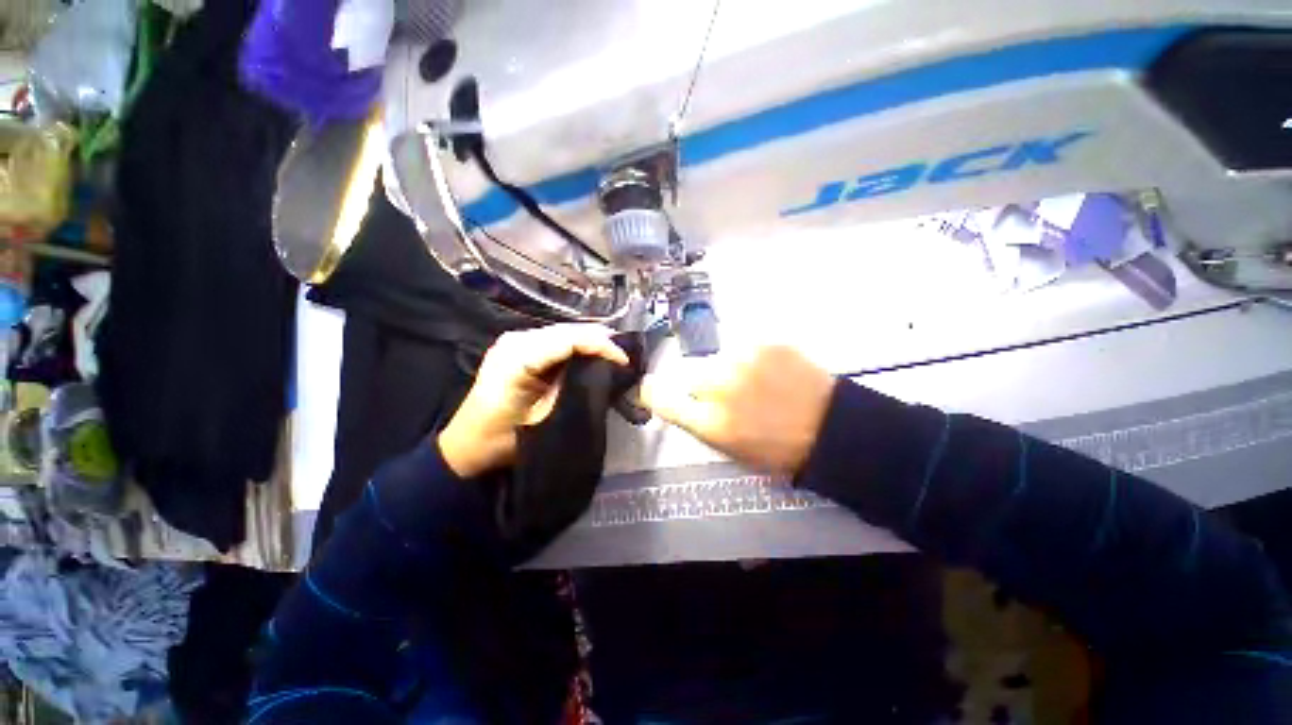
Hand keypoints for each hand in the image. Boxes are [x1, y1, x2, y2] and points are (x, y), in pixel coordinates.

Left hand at [438, 325, 627, 477]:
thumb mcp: (545, 418)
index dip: (600, 345)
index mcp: (518, 358)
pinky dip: (575, 345)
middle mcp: (515, 340)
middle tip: (624, 354)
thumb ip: (574, 391)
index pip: (568, 340)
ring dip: (589, 340)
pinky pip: (553, 340)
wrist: (468, 444)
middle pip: (566, 331)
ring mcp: (514, 340)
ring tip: (614, 351)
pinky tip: (591, 352)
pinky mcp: (516, 346)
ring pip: (562, 332)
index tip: (624, 360)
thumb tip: (606, 374)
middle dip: (598, 339)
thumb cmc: (505, 440)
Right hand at [640, 345, 835, 475]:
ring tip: (754, 383)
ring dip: (726, 370)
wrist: (830, 427)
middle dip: (701, 385)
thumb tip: (675, 399)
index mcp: (710, 421)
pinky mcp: (764, 342)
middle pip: (689, 375)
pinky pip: (742, 349)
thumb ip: (697, 421)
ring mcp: (743, 359)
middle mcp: (720, 385)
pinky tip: (770, 372)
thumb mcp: (729, 448)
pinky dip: (749, 359)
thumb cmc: (777, 448)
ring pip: (716, 360)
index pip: (661, 396)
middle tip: (728, 395)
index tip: (653, 389)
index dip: (653, 392)